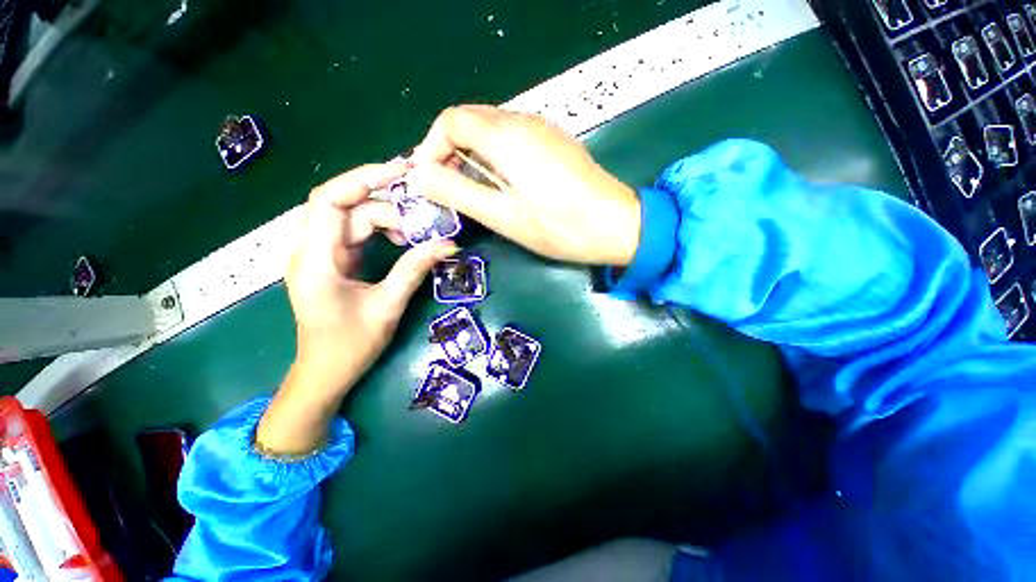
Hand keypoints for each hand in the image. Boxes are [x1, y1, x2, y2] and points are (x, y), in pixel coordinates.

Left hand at [257, 163, 456, 454]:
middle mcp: (311, 249)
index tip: (400, 171)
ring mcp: (320, 254)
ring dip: (385, 220)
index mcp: (316, 259)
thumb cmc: (350, 345)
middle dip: (384, 204)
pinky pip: (355, 234)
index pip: (330, 200)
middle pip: (346, 207)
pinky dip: (379, 231)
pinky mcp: (332, 261)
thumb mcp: (388, 306)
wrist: (325, 373)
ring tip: (414, 234)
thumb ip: (415, 269)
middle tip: (420, 215)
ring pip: (353, 219)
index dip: (363, 179)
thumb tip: (448, 244)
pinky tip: (400, 241)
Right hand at [407, 105, 640, 265]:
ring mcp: (543, 129)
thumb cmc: (559, 226)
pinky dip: (496, 156)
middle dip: (450, 151)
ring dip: (473, 155)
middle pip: (470, 120)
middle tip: (449, 188)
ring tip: (474, 190)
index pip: (451, 121)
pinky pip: (514, 138)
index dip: (431, 148)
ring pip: (492, 129)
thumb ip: (458, 192)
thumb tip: (418, 176)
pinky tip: (504, 183)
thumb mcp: (502, 215)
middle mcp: (523, 121)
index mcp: (506, 136)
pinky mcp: (555, 142)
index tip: (430, 181)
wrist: (616, 225)